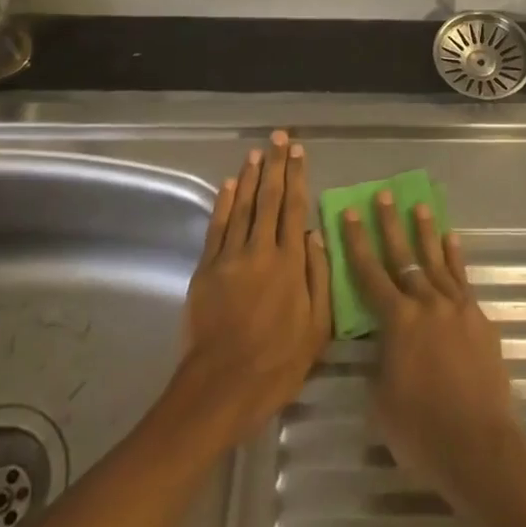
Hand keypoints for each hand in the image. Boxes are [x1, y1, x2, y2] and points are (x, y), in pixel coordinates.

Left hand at [181, 131, 329, 441]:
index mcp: (290, 263)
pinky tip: (230, 185)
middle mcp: (261, 250)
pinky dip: (224, 203)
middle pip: (269, 199)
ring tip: (257, 152)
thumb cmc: (277, 364)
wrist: (220, 388)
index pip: (295, 207)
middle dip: (275, 165)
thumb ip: (318, 276)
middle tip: (278, 137)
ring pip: (243, 206)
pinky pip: (217, 228)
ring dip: (251, 177)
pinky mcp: (206, 270)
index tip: (298, 151)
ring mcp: (230, 258)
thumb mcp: (317, 328)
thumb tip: (315, 234)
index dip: (297, 176)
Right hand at [341, 191, 522, 506]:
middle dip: (390, 225)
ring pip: (436, 261)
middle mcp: (427, 304)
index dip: (357, 243)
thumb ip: (380, 362)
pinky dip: (455, 257)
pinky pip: (463, 279)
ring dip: (426, 233)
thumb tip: (382, 344)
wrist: (479, 445)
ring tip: (419, 206)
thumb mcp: (382, 400)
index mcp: (398, 321)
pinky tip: (451, 240)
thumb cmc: (421, 431)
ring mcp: (456, 308)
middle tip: (384, 195)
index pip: (370, 274)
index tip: (349, 213)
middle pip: (404, 257)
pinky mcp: (479, 319)